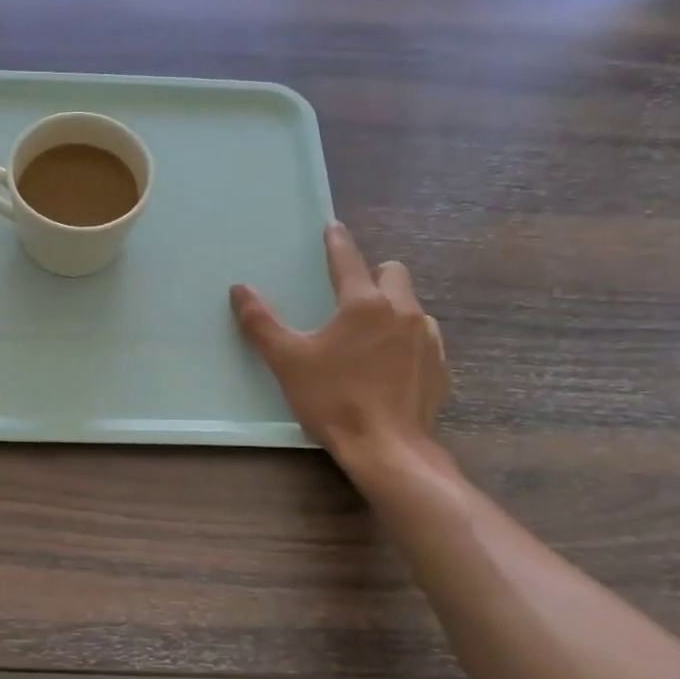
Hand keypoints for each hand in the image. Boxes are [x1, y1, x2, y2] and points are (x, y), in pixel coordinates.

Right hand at [230, 223, 448, 479]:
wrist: (388, 450)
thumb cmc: (333, 400)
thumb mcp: (287, 361)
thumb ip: (261, 322)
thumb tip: (240, 289)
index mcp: (363, 304)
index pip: (348, 259)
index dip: (337, 242)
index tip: (332, 229)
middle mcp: (402, 311)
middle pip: (392, 273)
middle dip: (373, 275)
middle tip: (349, 297)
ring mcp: (427, 338)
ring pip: (411, 304)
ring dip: (392, 307)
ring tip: (368, 334)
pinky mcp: (439, 365)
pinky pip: (424, 336)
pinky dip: (406, 338)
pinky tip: (389, 363)